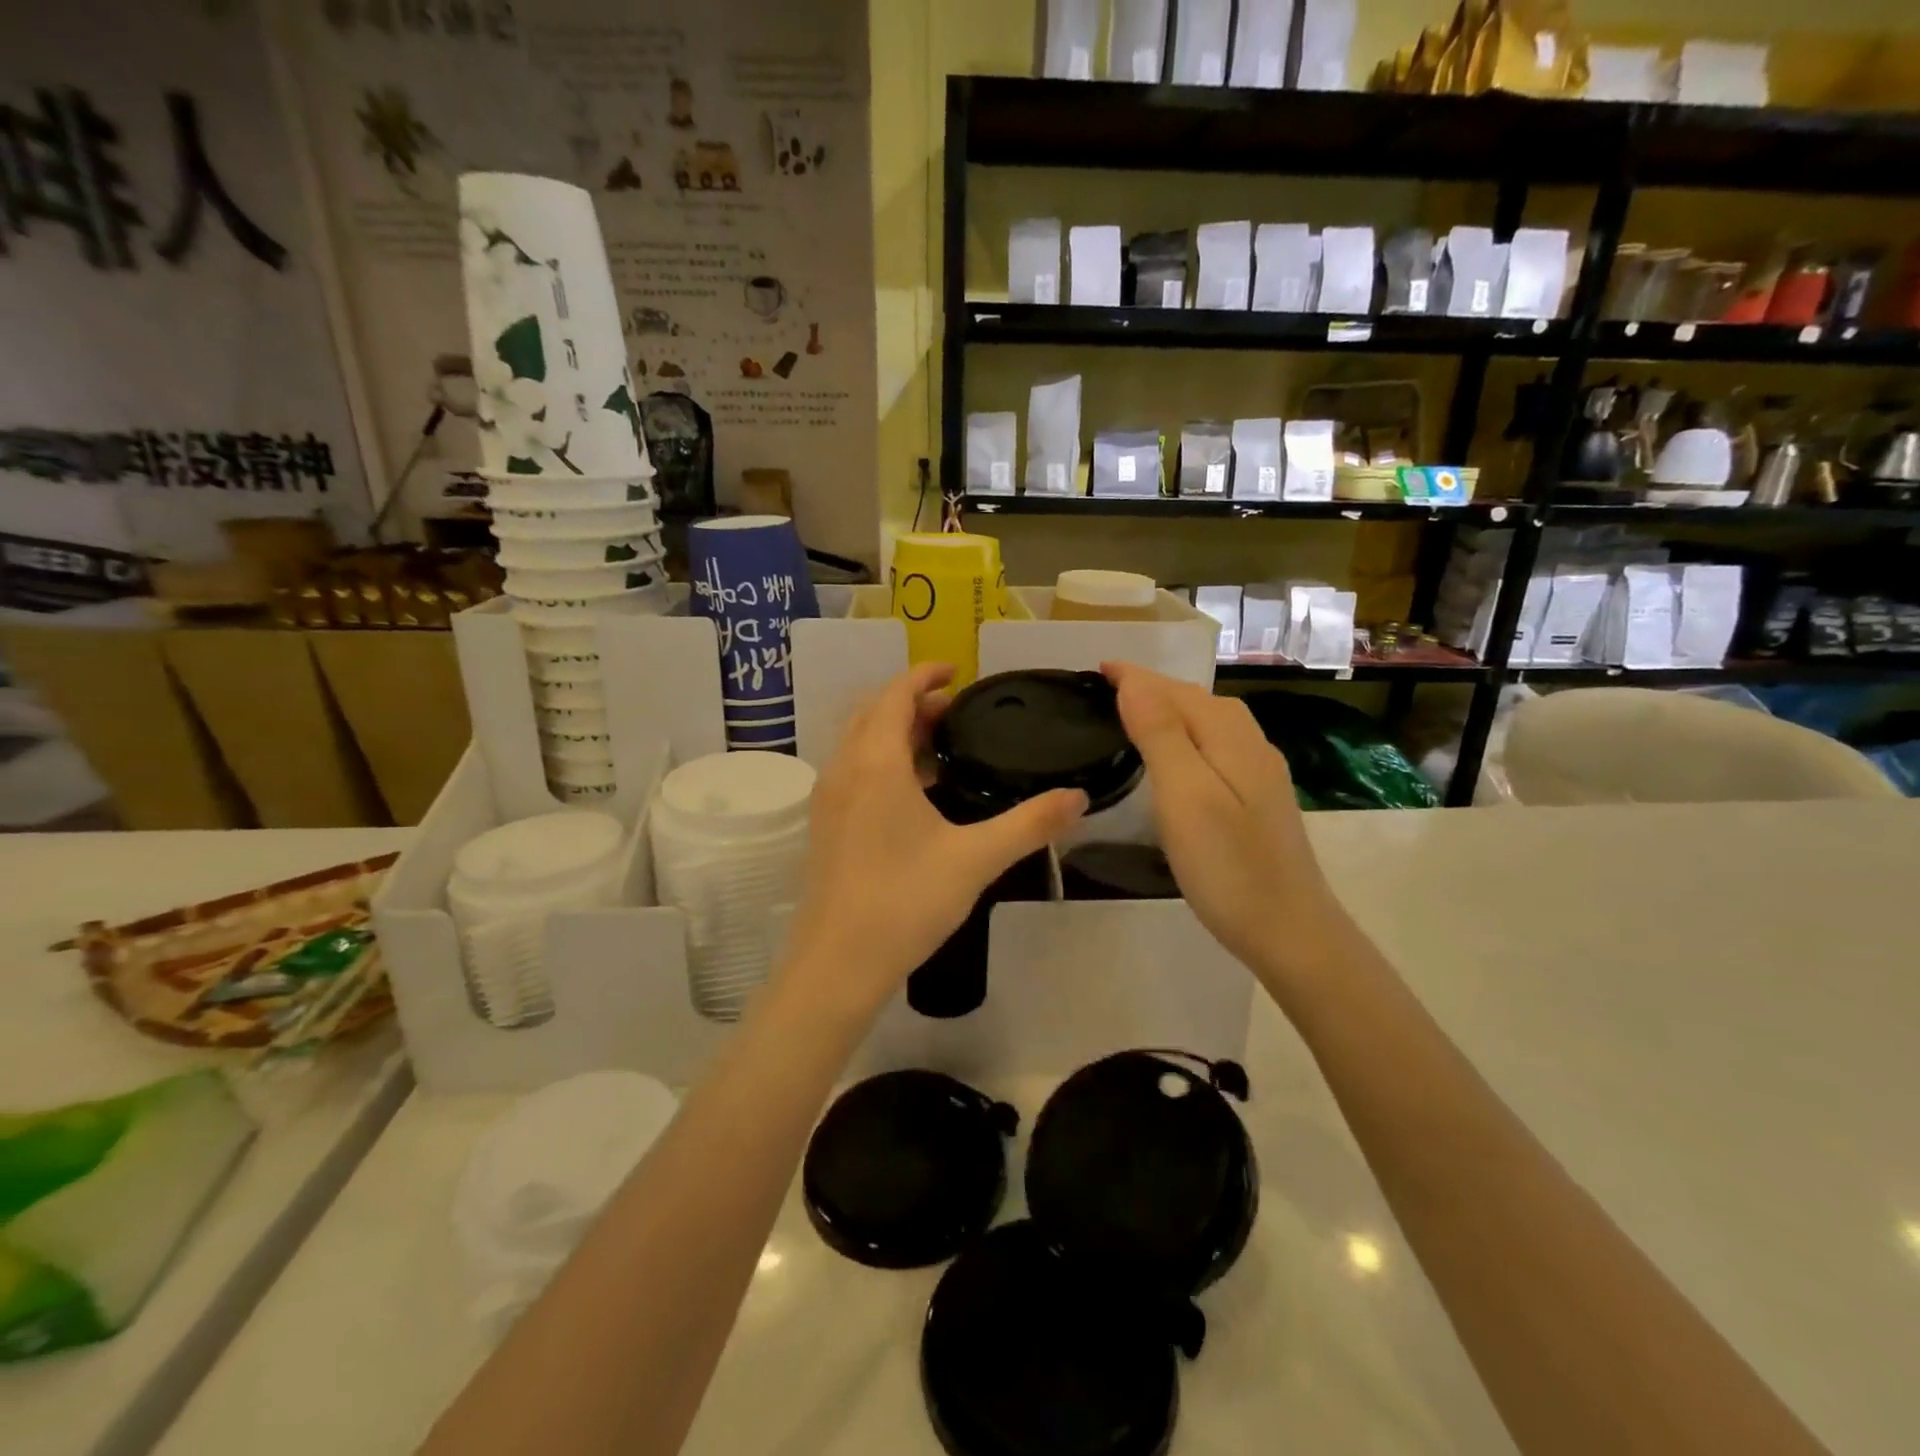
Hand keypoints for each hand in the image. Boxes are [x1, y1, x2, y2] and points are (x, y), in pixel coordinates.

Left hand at [779, 664, 1086, 1017]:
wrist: (838, 963)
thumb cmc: (906, 901)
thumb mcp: (976, 858)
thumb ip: (1030, 824)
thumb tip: (1079, 797)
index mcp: (875, 763)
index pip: (894, 694)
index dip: (924, 675)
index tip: (957, 671)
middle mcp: (844, 770)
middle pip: (873, 712)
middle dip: (912, 701)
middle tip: (956, 711)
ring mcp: (828, 798)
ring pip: (859, 742)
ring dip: (894, 730)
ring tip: (940, 747)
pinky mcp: (825, 825)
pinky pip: (853, 770)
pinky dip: (881, 760)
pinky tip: (915, 794)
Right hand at [1104, 662, 1349, 992]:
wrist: (1291, 932)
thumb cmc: (1229, 866)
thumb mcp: (1185, 796)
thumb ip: (1161, 735)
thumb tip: (1134, 683)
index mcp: (1230, 738)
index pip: (1176, 691)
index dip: (1136, 677)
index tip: (1099, 668)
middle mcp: (1250, 746)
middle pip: (1197, 701)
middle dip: (1154, 687)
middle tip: (1108, 688)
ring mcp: (1259, 775)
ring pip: (1210, 724)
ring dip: (1171, 710)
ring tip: (1135, 713)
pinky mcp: (1258, 802)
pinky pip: (1216, 747)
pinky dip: (1187, 736)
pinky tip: (1177, 757)